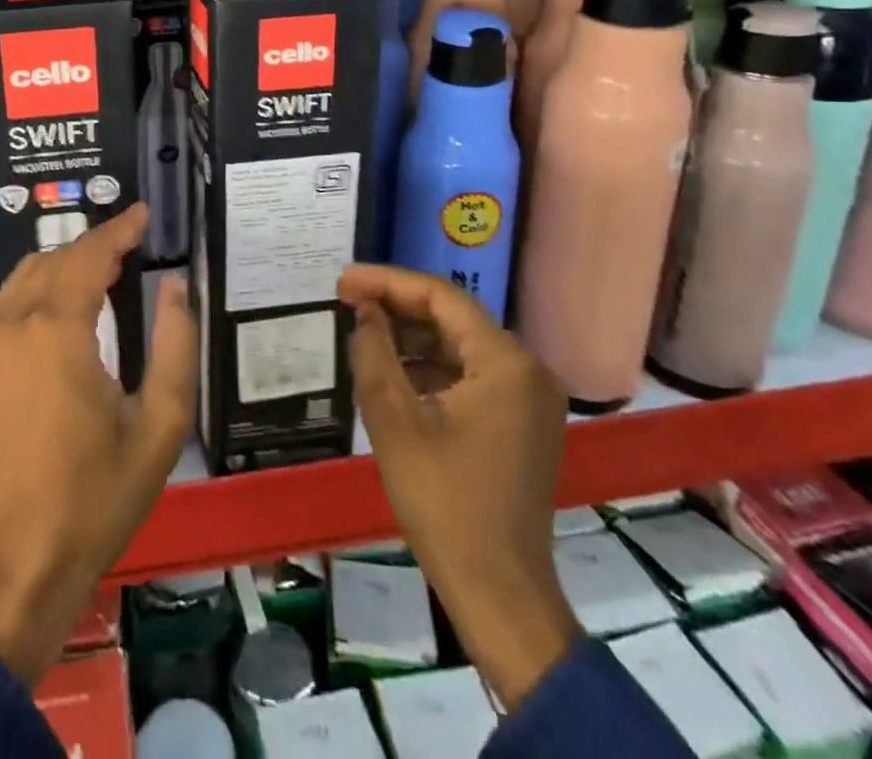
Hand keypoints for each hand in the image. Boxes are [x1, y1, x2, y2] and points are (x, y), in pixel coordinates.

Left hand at [0, 205, 196, 685]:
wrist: (7, 572)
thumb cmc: (91, 501)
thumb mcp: (156, 427)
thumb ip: (173, 345)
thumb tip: (176, 286)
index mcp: (56, 329)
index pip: (90, 254)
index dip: (119, 228)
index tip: (144, 213)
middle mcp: (12, 322)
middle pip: (56, 258)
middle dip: (95, 244)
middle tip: (133, 242)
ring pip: (28, 275)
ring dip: (66, 261)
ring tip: (106, 265)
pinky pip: (11, 303)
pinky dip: (42, 286)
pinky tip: (68, 302)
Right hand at [340, 264, 581, 709]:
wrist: (497, 591)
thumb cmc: (443, 500)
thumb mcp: (393, 418)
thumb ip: (374, 351)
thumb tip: (365, 311)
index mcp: (505, 362)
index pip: (441, 297)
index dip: (387, 282)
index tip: (342, 281)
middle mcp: (527, 369)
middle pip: (453, 317)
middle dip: (397, 306)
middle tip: (347, 300)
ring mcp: (529, 398)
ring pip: (460, 345)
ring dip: (412, 336)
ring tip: (363, 332)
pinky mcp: (521, 423)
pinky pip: (471, 375)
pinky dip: (431, 367)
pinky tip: (393, 371)